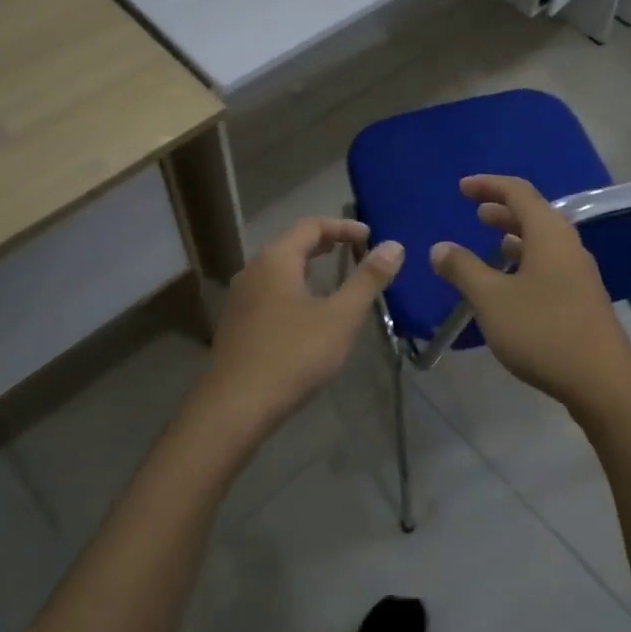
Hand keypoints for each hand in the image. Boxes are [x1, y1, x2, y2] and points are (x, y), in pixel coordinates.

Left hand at [198, 216, 403, 437]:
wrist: (236, 406)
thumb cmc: (293, 355)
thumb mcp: (341, 317)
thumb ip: (368, 279)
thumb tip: (394, 246)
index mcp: (276, 260)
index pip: (311, 226)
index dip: (343, 227)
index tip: (369, 236)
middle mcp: (253, 270)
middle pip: (292, 244)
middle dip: (326, 244)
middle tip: (355, 251)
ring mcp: (240, 298)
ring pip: (279, 270)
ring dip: (309, 267)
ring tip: (335, 279)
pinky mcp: (236, 324)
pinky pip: (270, 292)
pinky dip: (294, 288)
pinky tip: (308, 313)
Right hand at [428, 175, 630, 413]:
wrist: (602, 381)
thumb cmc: (542, 331)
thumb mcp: (491, 298)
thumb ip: (463, 269)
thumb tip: (439, 248)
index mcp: (549, 234)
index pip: (518, 192)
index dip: (488, 185)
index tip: (462, 188)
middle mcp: (568, 245)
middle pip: (534, 214)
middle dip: (503, 209)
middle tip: (476, 212)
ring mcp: (579, 273)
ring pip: (544, 241)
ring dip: (516, 236)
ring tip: (494, 241)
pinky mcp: (582, 298)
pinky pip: (550, 263)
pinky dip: (527, 260)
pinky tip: (513, 282)